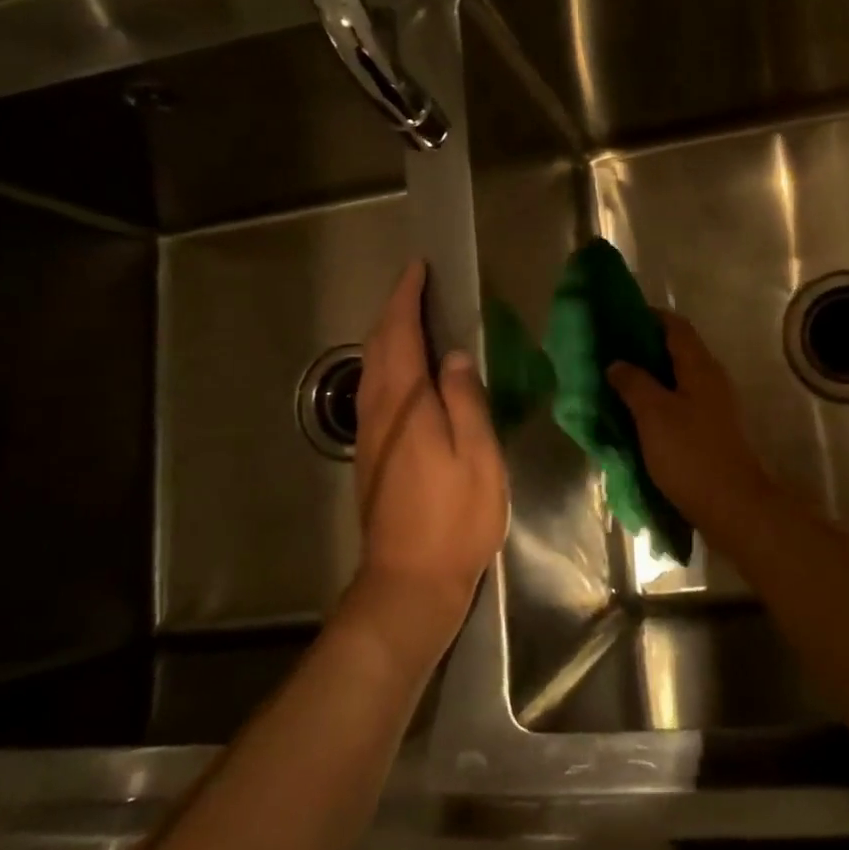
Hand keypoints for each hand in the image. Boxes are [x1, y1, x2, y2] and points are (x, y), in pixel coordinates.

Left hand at [352, 261, 508, 640]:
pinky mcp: (371, 454)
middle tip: (415, 286)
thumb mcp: (478, 456)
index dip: (407, 299)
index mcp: (406, 403)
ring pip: (371, 368)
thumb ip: (466, 400)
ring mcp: (370, 434)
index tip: (417, 269)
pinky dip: (386, 362)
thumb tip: (456, 355)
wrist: (409, 580)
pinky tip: (404, 370)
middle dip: (393, 311)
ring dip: (386, 335)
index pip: (401, 335)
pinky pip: (374, 389)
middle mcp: (379, 410)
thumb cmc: (455, 518)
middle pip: (378, 346)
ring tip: (410, 318)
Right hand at [607, 311, 775, 536]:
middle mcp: (710, 379)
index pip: (675, 326)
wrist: (732, 506)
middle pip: (676, 350)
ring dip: (648, 375)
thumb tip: (616, 362)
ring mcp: (713, 406)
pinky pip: (679, 402)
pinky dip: (656, 400)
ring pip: (677, 378)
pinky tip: (634, 413)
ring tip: (615, 381)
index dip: (648, 316)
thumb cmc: (691, 454)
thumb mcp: (654, 414)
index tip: (617, 318)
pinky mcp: (709, 430)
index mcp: (700, 367)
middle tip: (608, 351)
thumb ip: (633, 383)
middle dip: (643, 347)